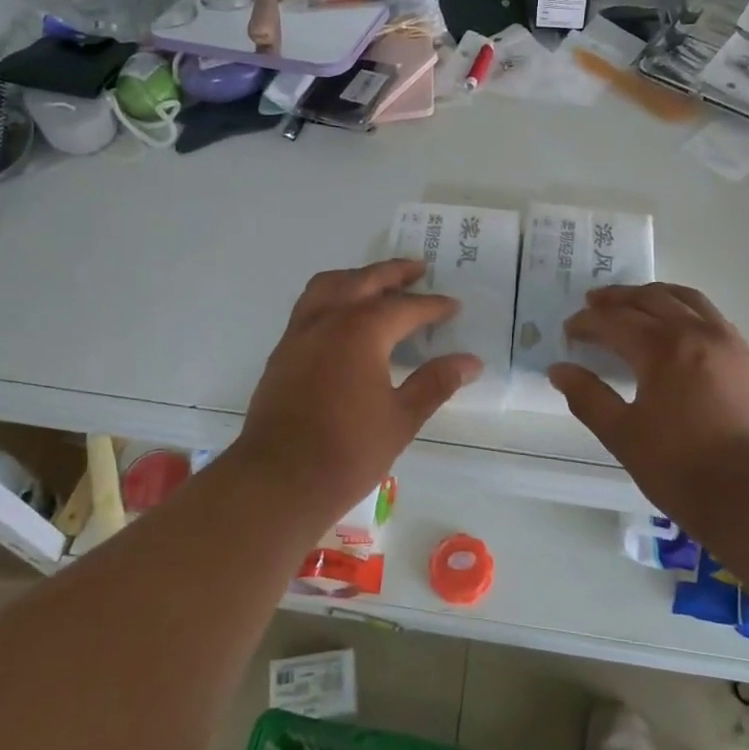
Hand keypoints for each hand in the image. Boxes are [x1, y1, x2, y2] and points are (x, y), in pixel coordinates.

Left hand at [234, 259, 481, 508]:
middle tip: (419, 269)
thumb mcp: (401, 419)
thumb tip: (470, 362)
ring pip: (329, 285)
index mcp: (361, 331)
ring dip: (357, 277)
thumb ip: (435, 383)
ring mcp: (300, 333)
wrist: (278, 480)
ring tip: (377, 283)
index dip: (432, 306)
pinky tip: (343, 319)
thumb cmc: (347, 451)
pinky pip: (310, 306)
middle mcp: (328, 320)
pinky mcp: (282, 352)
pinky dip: (332, 297)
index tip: (454, 306)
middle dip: (394, 273)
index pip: (405, 307)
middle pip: (364, 280)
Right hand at [548, 283, 748, 515]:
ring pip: (686, 298)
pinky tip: (678, 325)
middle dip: (617, 299)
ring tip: (635, 301)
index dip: (587, 323)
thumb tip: (560, 370)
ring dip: (654, 294)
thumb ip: (588, 398)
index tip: (569, 331)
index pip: (615, 321)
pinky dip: (685, 308)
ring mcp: (727, 342)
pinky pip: (710, 315)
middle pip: (650, 299)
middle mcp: (695, 333)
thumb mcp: (623, 436)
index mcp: (662, 348)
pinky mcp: (747, 358)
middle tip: (593, 303)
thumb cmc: (683, 469)